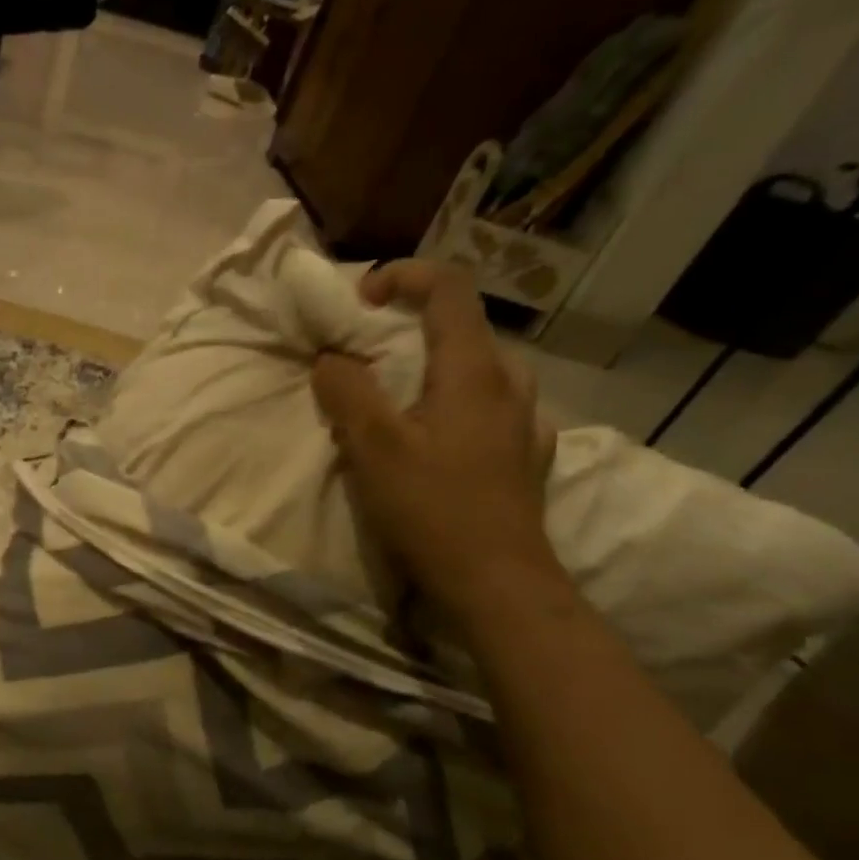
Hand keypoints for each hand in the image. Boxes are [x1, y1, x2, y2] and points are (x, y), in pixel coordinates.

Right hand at [311, 261, 567, 622]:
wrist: (497, 582)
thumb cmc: (432, 510)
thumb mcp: (373, 448)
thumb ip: (347, 393)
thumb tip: (331, 360)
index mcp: (473, 370)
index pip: (449, 288)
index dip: (404, 276)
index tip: (361, 301)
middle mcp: (509, 383)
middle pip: (464, 328)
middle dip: (412, 327)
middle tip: (369, 358)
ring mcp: (525, 421)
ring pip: (480, 369)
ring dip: (435, 368)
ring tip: (401, 401)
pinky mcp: (526, 456)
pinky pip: (491, 408)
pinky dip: (458, 404)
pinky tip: (443, 438)